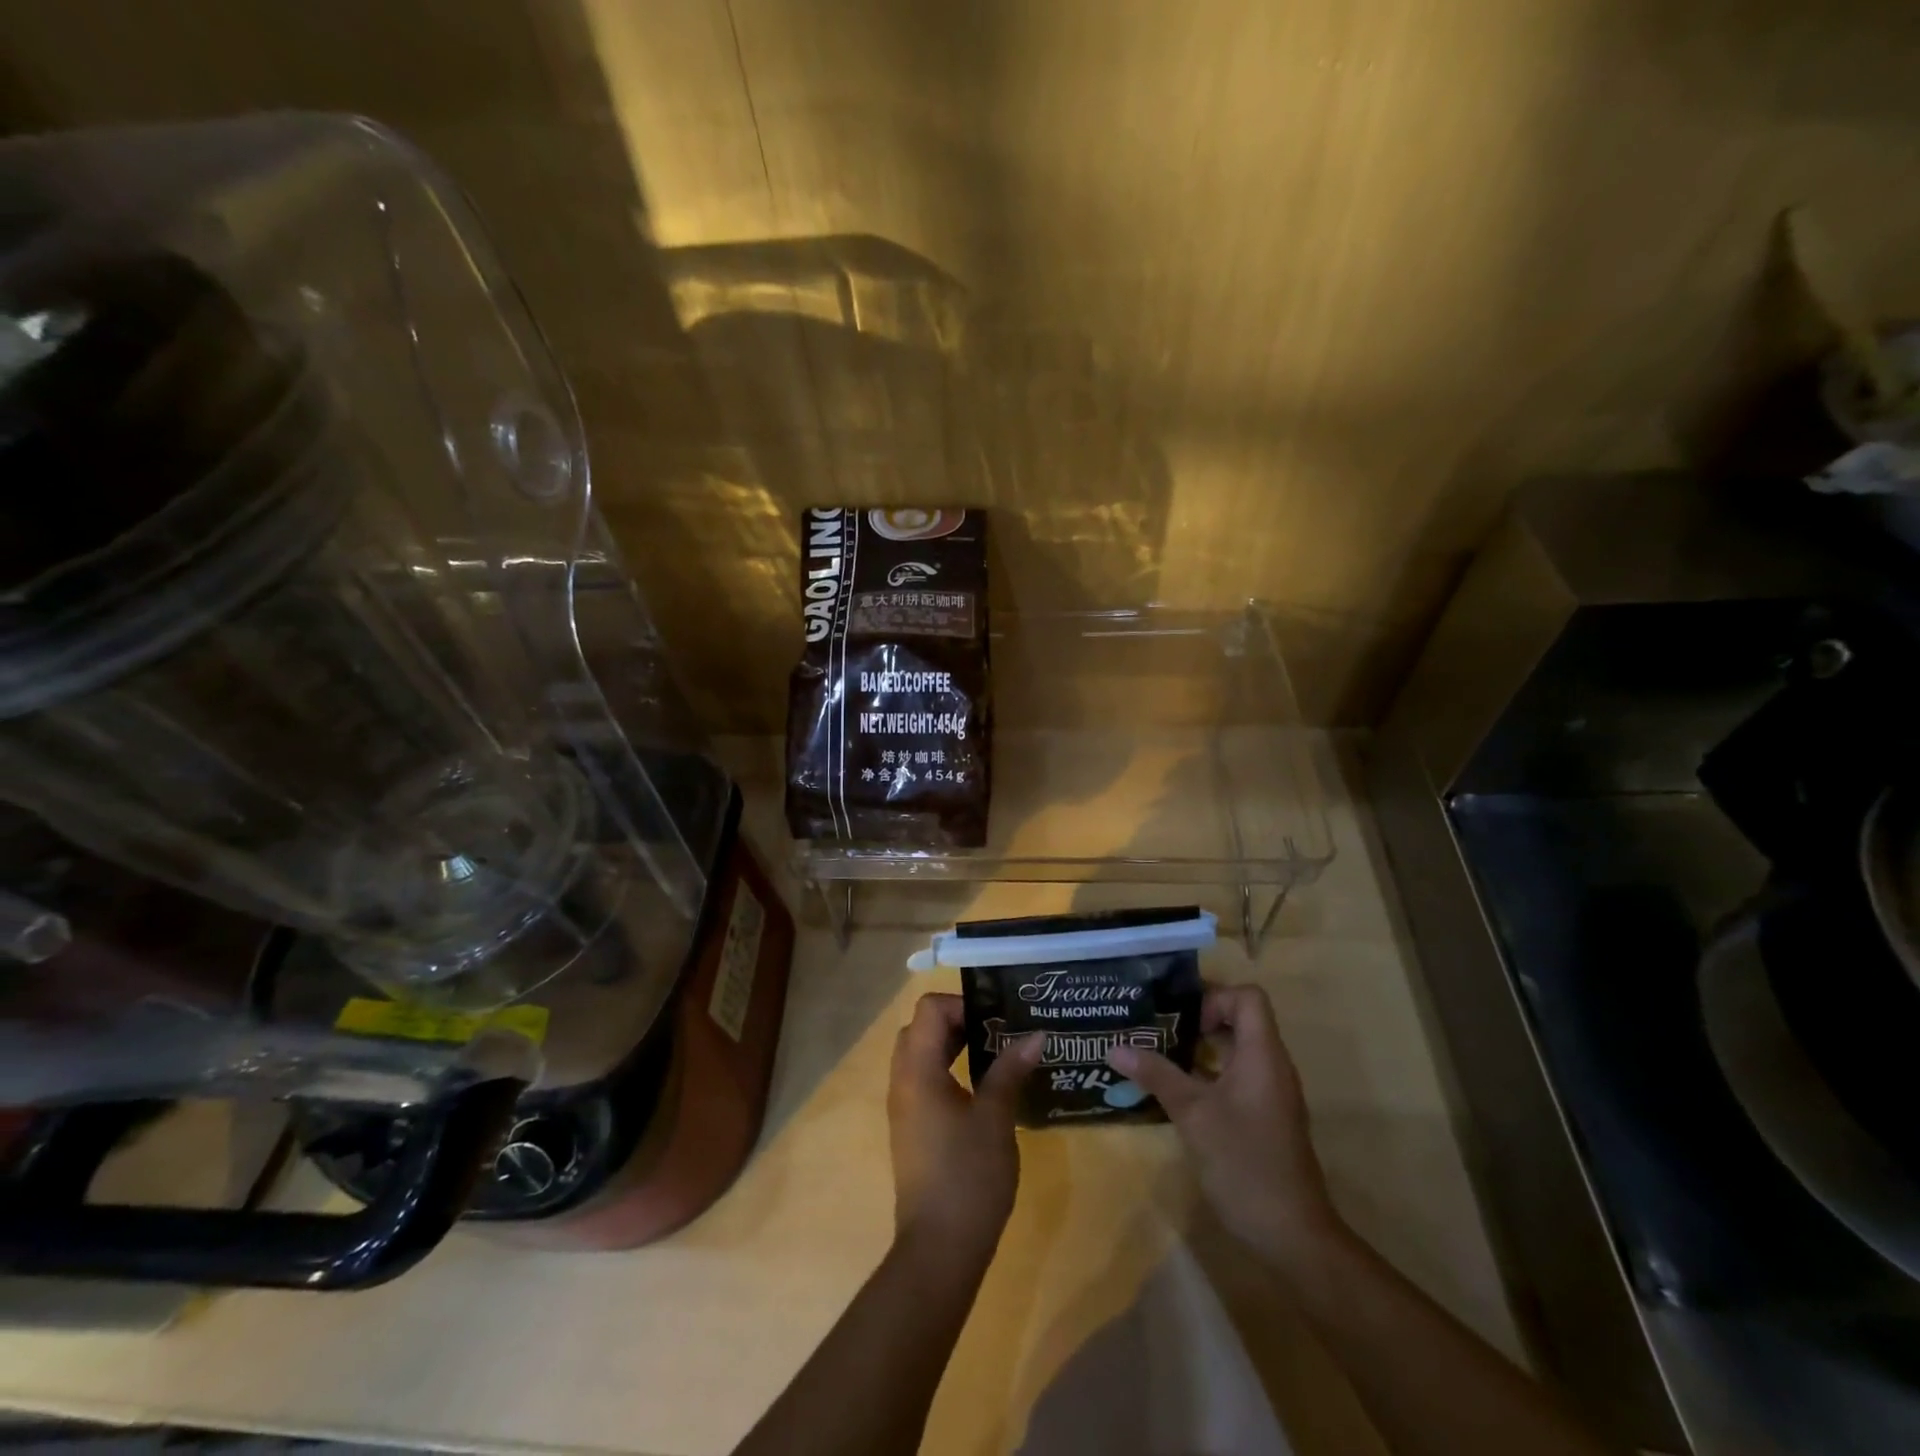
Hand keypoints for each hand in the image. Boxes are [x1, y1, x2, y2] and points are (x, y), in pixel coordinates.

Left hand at [888, 993, 1043, 1263]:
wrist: (939, 1249)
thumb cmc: (968, 1177)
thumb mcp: (996, 1118)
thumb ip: (1010, 1070)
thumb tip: (1035, 1035)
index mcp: (918, 1070)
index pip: (929, 1009)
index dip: (962, 1004)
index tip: (997, 1019)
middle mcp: (902, 1081)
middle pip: (921, 1028)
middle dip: (960, 1021)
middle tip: (999, 1032)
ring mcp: (904, 1106)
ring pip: (922, 1054)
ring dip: (954, 1046)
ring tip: (997, 1055)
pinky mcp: (912, 1128)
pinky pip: (924, 1080)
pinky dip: (949, 1070)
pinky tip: (983, 1089)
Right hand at [1108, 983, 1340, 1272]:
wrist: (1292, 1234)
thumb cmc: (1244, 1162)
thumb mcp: (1193, 1114)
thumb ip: (1157, 1075)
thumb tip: (1116, 1047)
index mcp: (1263, 1054)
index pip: (1248, 997)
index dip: (1214, 998)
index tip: (1182, 1020)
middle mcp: (1272, 1066)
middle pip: (1241, 1019)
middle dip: (1199, 1019)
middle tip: (1159, 1030)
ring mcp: (1271, 1093)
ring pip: (1238, 1049)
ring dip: (1201, 1048)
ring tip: (1159, 1055)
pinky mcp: (1265, 1117)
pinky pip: (1238, 1076)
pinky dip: (1210, 1073)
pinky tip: (1178, 1092)